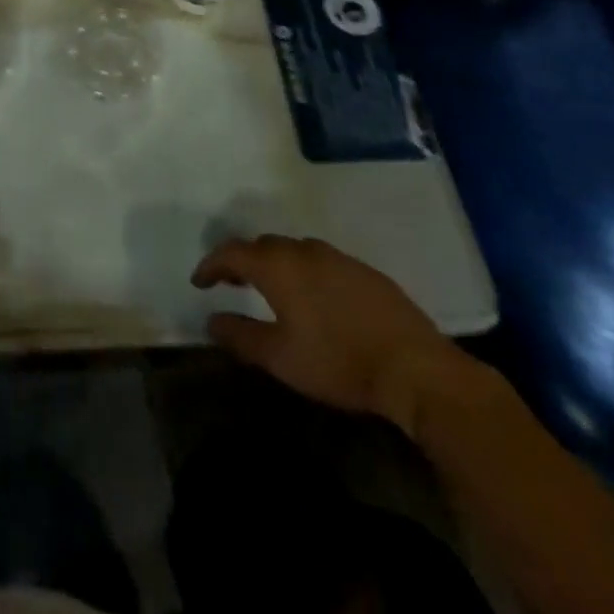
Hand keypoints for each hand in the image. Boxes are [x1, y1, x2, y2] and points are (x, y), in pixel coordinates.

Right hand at [192, 235, 460, 427]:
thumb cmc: (337, 361)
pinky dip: (305, 271)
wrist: (414, 367)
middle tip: (232, 283)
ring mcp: (337, 257)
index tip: (199, 281)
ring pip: (294, 251)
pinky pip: (321, 261)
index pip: (232, 253)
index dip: (211, 265)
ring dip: (275, 264)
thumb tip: (211, 321)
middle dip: (243, 261)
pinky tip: (314, 297)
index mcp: (278, 266)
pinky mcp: (364, 270)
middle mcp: (304, 250)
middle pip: (263, 246)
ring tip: (271, 288)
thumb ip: (240, 336)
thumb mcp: (280, 357)